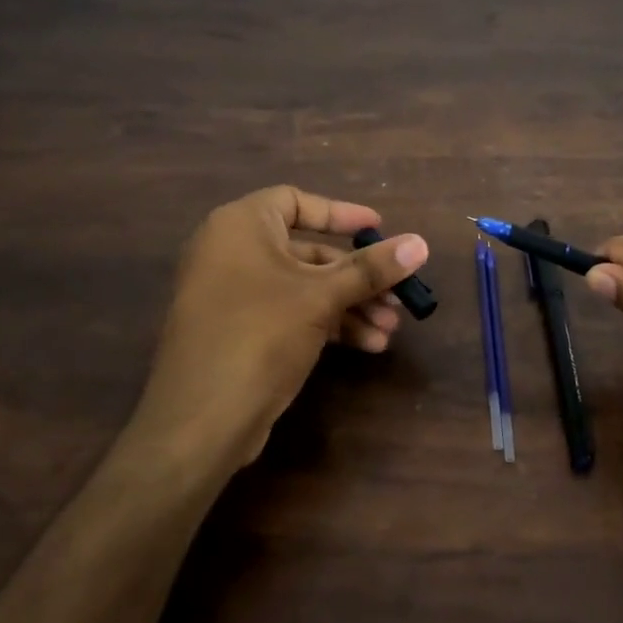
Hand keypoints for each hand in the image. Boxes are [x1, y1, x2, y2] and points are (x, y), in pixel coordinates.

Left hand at [126, 186, 428, 471]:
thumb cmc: (260, 335)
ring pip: (304, 288)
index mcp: (240, 226)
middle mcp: (232, 253)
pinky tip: (368, 345)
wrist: (200, 420)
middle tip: (398, 295)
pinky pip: (291, 314)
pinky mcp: (240, 332)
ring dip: (350, 305)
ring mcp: (234, 295)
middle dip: (358, 276)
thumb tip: (421, 244)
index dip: (341, 213)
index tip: (379, 229)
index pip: (296, 201)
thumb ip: (371, 269)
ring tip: (390, 329)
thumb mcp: (321, 297)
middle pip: (308, 251)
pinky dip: (328, 324)